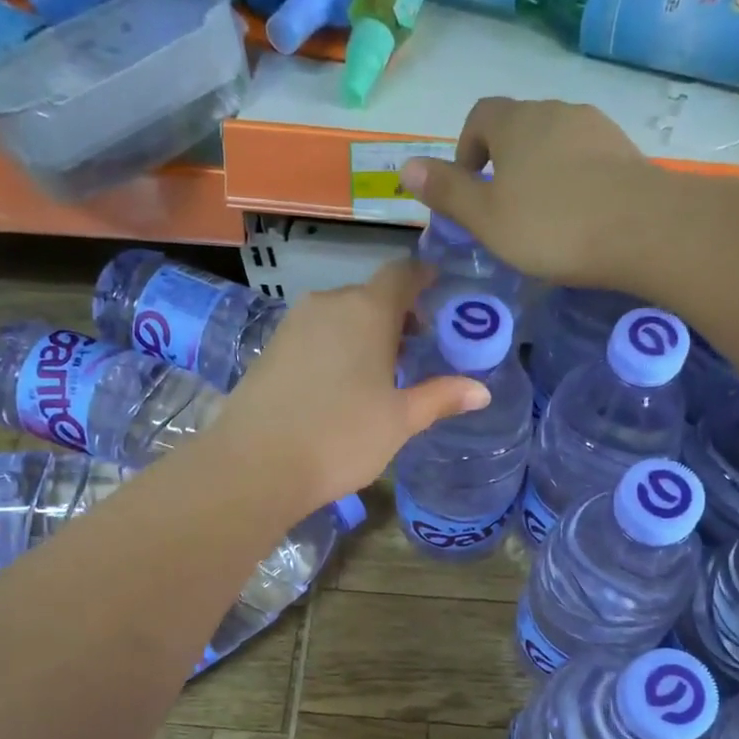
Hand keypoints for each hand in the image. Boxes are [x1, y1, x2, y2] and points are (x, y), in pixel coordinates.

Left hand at [209, 260, 489, 511]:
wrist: (257, 464)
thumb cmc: (342, 437)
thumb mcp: (400, 421)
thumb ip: (440, 397)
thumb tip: (481, 391)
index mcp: (367, 311)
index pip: (402, 274)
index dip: (423, 279)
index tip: (439, 293)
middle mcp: (329, 304)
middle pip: (370, 295)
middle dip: (397, 315)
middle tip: (417, 349)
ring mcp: (294, 324)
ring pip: (340, 315)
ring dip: (364, 331)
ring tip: (380, 371)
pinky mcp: (271, 347)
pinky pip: (315, 333)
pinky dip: (335, 345)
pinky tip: (340, 383)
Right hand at [399, 98, 651, 288]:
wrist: (642, 229)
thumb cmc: (552, 226)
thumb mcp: (487, 218)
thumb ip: (448, 192)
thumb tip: (406, 167)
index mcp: (516, 122)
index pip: (480, 116)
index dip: (467, 148)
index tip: (470, 186)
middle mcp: (556, 111)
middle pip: (520, 127)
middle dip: (505, 161)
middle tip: (504, 210)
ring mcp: (596, 127)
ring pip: (556, 142)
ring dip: (542, 171)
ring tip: (544, 217)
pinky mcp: (626, 151)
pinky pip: (587, 159)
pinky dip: (575, 180)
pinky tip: (580, 217)